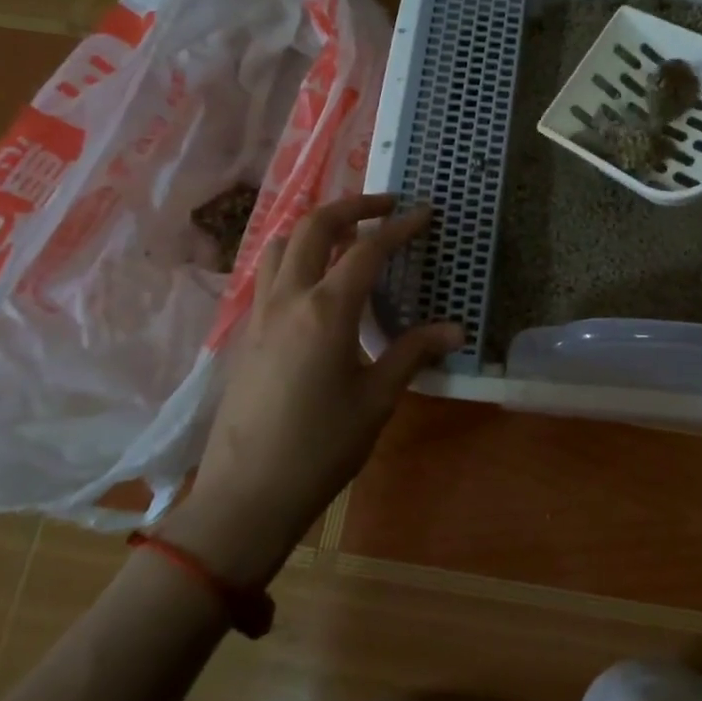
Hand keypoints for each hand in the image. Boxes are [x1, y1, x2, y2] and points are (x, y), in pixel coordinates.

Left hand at [161, 193, 462, 581]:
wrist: (246, 495)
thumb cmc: (321, 447)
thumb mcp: (377, 399)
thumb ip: (413, 353)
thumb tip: (455, 330)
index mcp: (327, 311)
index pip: (367, 249)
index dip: (399, 227)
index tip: (424, 213)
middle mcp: (289, 298)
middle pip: (314, 226)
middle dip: (352, 205)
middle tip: (385, 206)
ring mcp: (260, 313)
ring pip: (280, 244)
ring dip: (314, 227)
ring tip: (345, 235)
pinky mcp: (247, 333)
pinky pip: (268, 274)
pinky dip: (294, 256)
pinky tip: (315, 283)